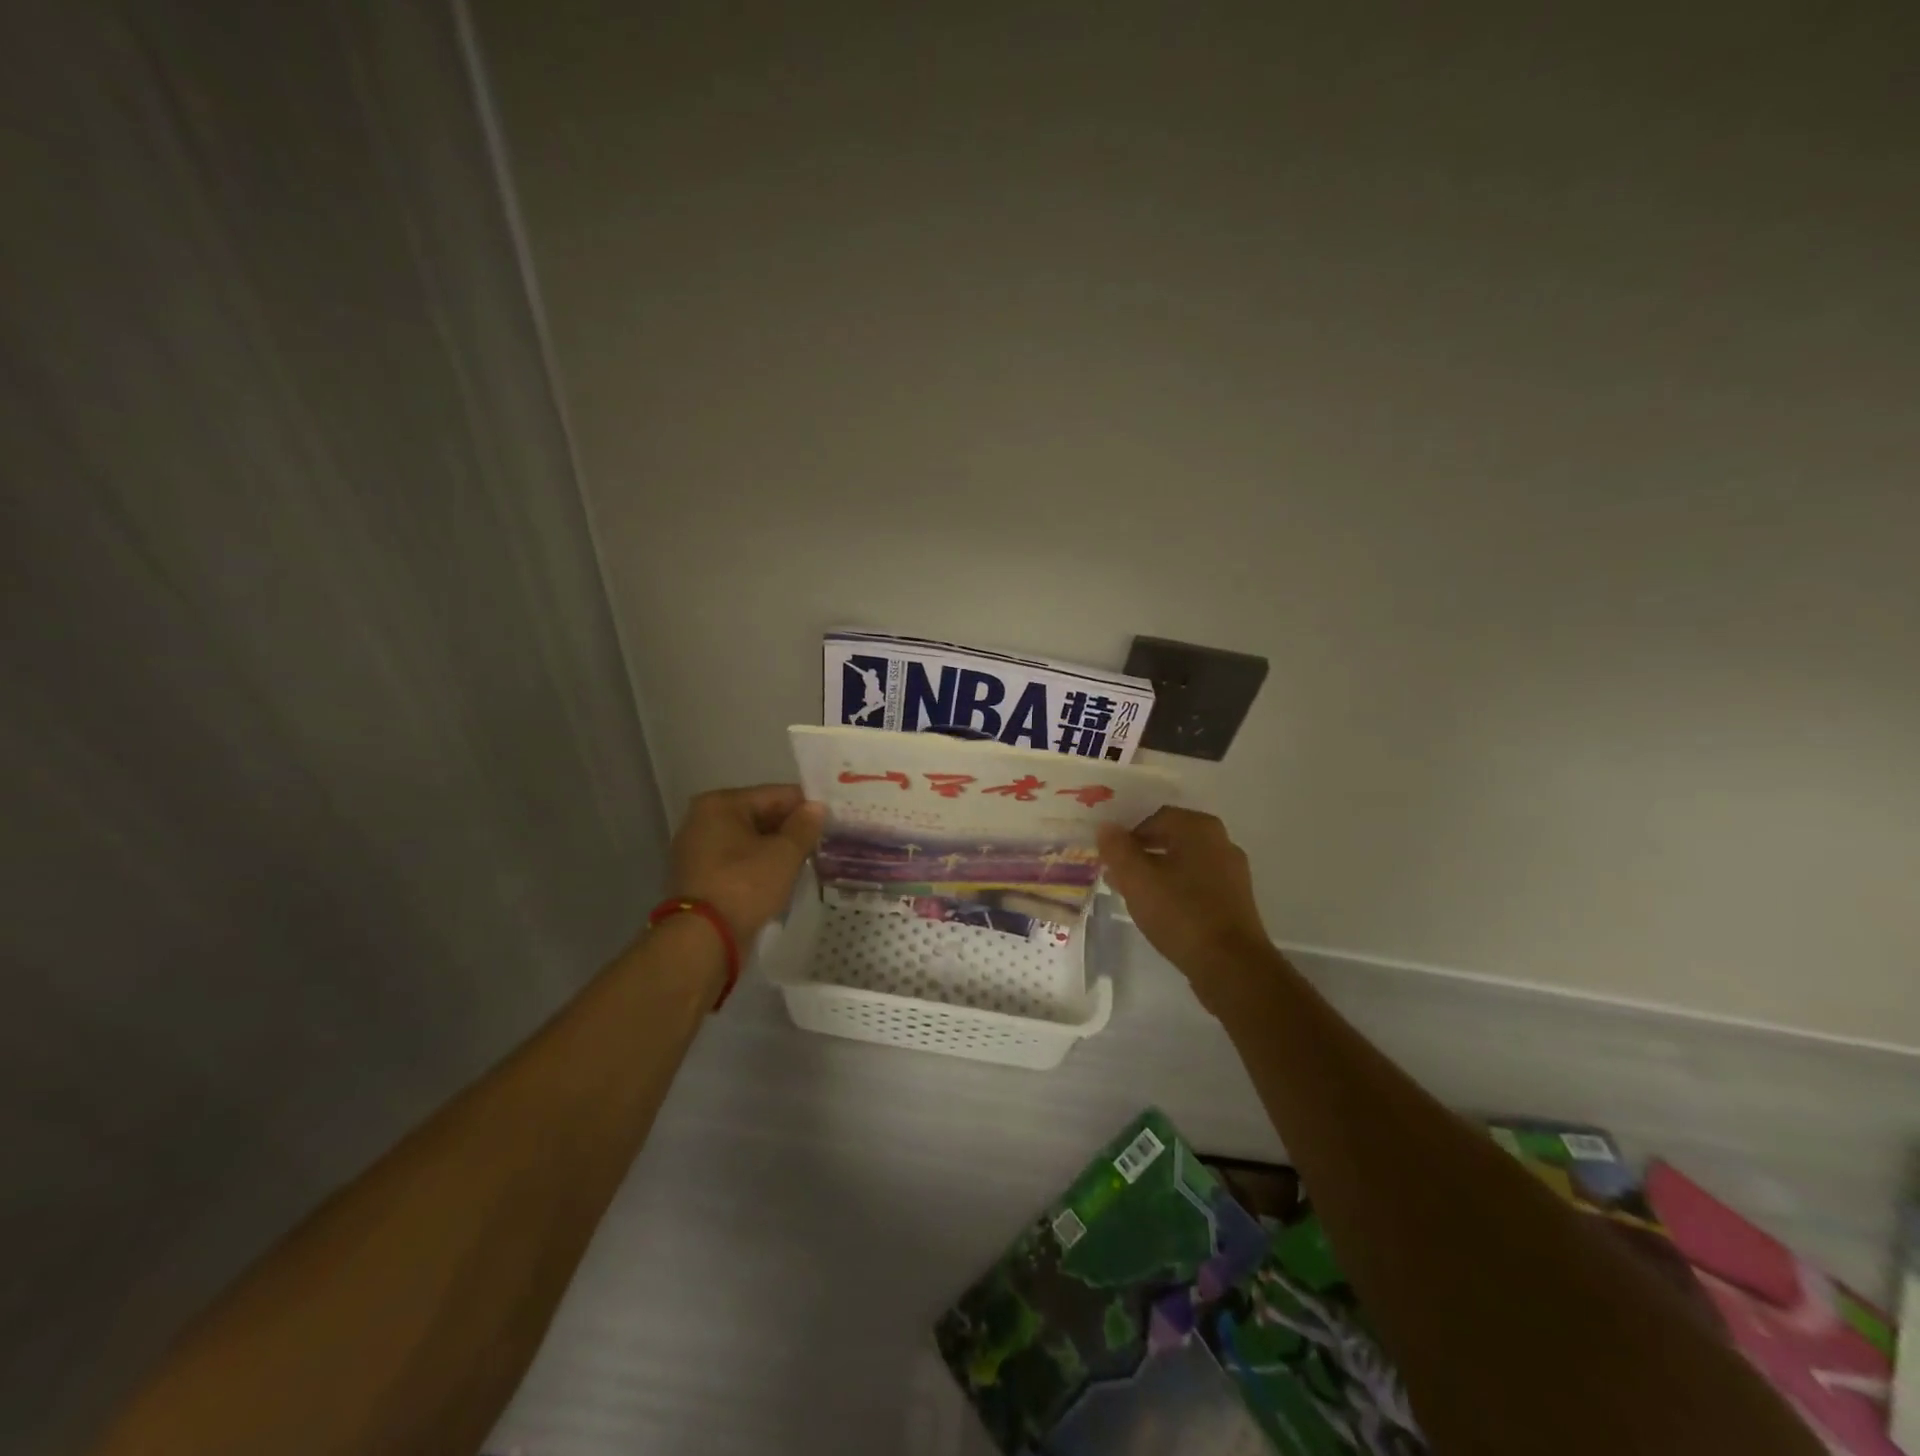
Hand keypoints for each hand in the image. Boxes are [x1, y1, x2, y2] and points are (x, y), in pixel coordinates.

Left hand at [666, 785, 824, 942]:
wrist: (702, 939)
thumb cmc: (744, 885)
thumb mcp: (783, 854)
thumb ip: (804, 826)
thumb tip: (816, 807)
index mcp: (720, 804)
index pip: (775, 794)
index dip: (806, 806)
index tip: (832, 818)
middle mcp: (703, 820)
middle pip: (760, 816)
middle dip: (791, 828)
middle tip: (825, 840)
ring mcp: (697, 850)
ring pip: (750, 840)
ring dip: (777, 848)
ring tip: (809, 859)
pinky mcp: (699, 877)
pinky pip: (738, 861)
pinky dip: (759, 865)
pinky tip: (783, 876)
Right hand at [1096, 808, 1275, 1008]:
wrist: (1231, 966)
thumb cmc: (1180, 913)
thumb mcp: (1137, 879)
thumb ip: (1117, 849)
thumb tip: (1105, 827)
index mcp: (1199, 829)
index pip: (1155, 818)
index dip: (1127, 834)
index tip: (1109, 856)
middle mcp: (1221, 842)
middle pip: (1171, 839)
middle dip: (1140, 854)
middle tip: (1116, 873)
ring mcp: (1232, 872)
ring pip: (1183, 863)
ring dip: (1156, 872)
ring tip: (1132, 893)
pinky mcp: (1235, 901)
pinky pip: (1197, 884)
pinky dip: (1175, 889)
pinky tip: (1159, 910)